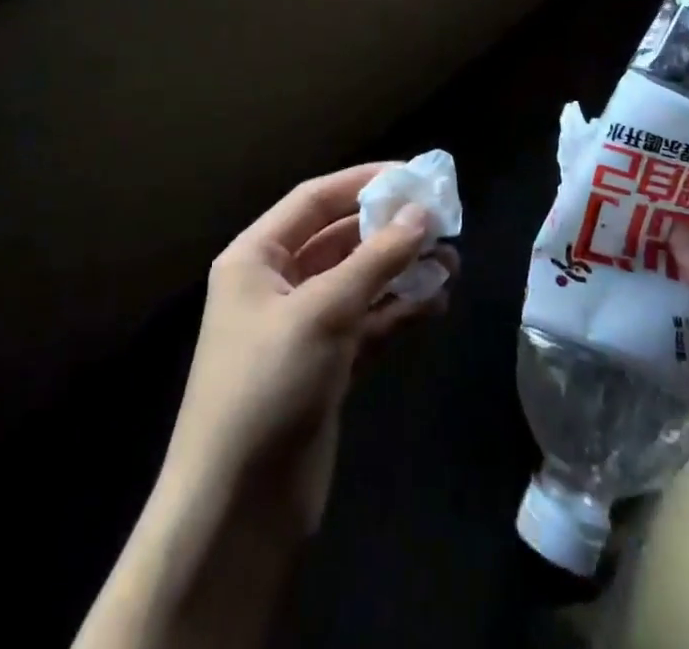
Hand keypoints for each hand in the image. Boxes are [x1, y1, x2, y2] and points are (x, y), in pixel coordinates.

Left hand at [162, 162, 456, 536]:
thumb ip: (376, 259)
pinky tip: (437, 303)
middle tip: (443, 220)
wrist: (237, 512)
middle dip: (390, 230)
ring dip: (402, 271)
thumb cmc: (267, 387)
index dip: (364, 182)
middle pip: (340, 239)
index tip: (415, 175)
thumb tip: (423, 213)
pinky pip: (368, 323)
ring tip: (452, 261)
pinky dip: (399, 311)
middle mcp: (277, 284)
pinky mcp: (326, 368)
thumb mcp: (322, 312)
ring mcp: (303, 328)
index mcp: (256, 257)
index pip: (315, 200)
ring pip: (359, 282)